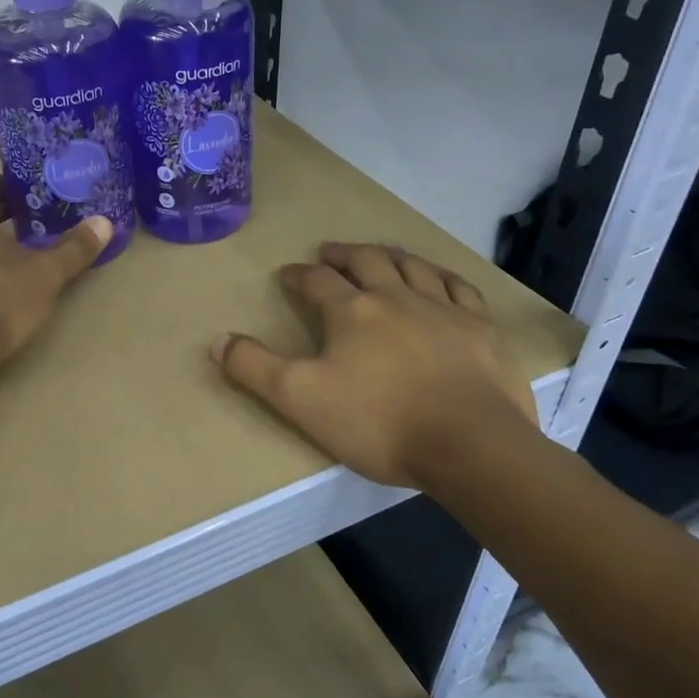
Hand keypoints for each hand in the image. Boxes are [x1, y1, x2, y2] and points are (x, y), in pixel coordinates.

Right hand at [214, 243, 540, 489]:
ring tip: (379, 254)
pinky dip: (442, 276)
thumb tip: (217, 340)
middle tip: (329, 252)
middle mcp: (396, 297)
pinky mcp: (481, 328)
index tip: (287, 273)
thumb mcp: (300, 400)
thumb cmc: (378, 422)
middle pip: (367, 261)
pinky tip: (438, 278)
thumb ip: (254, 368)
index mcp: (352, 312)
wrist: (469, 444)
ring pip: (413, 267)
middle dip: (343, 254)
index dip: (298, 275)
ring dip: (390, 255)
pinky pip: (459, 287)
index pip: (317, 282)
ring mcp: (444, 309)